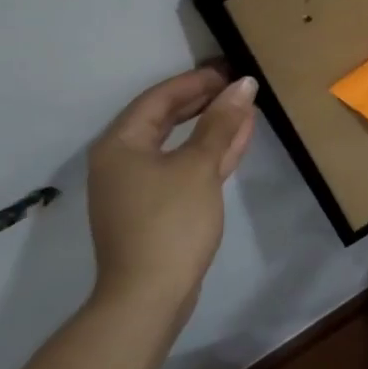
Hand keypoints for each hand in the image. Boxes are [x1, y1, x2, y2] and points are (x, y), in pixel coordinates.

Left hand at [87, 65, 257, 319]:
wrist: (148, 297)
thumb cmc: (169, 222)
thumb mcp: (199, 166)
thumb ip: (221, 123)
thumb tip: (243, 85)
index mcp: (121, 144)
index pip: (160, 98)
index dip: (196, 81)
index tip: (230, 71)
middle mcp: (122, 160)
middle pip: (166, 119)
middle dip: (205, 102)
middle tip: (239, 88)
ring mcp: (137, 187)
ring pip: (178, 145)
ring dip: (211, 128)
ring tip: (246, 110)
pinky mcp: (154, 209)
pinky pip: (182, 168)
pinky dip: (208, 154)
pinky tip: (236, 143)